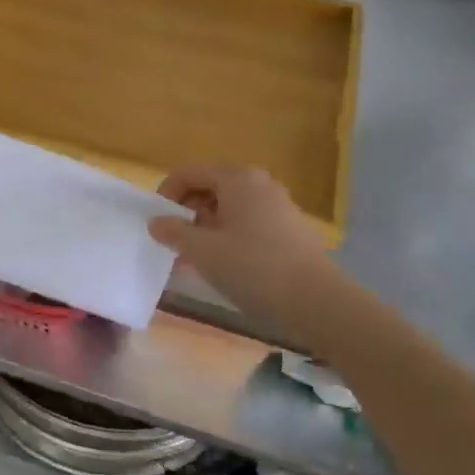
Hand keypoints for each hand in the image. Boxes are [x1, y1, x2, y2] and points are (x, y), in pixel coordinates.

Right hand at [149, 164, 335, 317]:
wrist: (318, 301)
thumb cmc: (254, 268)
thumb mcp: (203, 252)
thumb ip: (174, 233)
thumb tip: (156, 221)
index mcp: (236, 178)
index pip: (190, 172)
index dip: (167, 193)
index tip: (156, 222)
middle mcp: (259, 183)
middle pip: (210, 187)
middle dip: (187, 211)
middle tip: (174, 241)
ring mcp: (278, 205)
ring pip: (230, 207)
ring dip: (207, 226)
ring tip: (195, 257)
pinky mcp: (290, 228)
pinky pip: (248, 222)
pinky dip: (229, 235)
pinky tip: (225, 264)